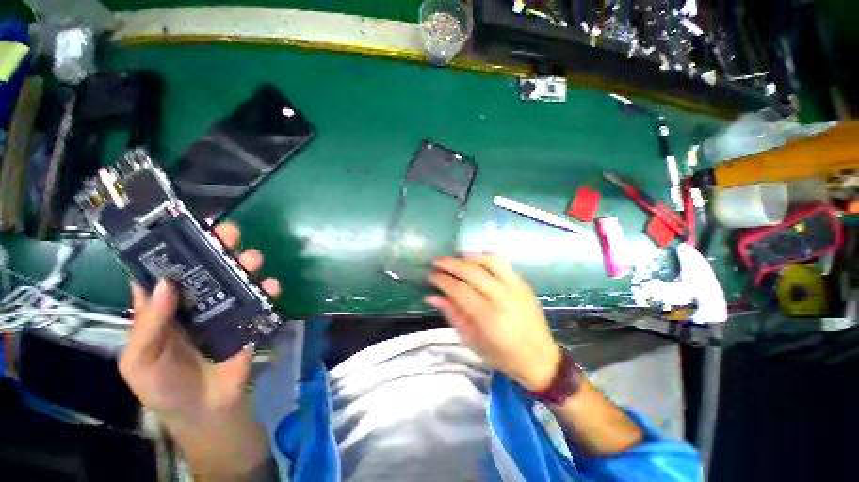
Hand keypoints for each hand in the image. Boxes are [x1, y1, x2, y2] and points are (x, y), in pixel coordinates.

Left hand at [119, 222, 280, 477]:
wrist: (206, 409)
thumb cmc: (164, 386)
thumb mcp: (139, 360)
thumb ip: (147, 324)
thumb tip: (164, 283)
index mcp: (166, 307)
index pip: (168, 271)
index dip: (173, 249)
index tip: (185, 228)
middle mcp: (197, 301)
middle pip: (208, 267)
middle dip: (218, 247)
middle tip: (228, 233)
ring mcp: (227, 309)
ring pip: (237, 278)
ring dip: (247, 264)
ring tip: (252, 259)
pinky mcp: (250, 319)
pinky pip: (261, 300)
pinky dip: (268, 290)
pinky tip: (272, 285)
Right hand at [425, 255, 560, 391]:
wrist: (539, 358)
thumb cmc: (501, 355)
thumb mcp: (471, 340)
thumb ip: (452, 314)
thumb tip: (432, 296)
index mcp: (488, 318)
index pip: (459, 290)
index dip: (442, 280)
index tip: (430, 275)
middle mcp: (503, 298)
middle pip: (471, 271)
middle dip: (450, 263)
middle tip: (436, 261)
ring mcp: (516, 288)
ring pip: (489, 261)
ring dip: (468, 257)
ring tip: (455, 258)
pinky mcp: (523, 283)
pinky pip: (503, 262)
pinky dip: (485, 257)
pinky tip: (475, 260)